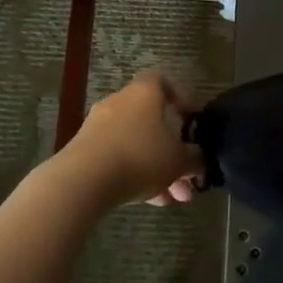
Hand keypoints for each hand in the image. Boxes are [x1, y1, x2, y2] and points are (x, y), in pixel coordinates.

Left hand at [61, 70, 204, 209]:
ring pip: (136, 144)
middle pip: (152, 121)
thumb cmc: (139, 157)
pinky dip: (134, 174)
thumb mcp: (178, 161)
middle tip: (187, 178)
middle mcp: (119, 103)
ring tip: (171, 199)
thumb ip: (195, 158)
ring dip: (156, 168)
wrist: (82, 181)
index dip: (180, 97)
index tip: (191, 121)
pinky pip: (117, 158)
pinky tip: (148, 201)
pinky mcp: (84, 150)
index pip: (163, 81)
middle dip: (172, 151)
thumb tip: (200, 159)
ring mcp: (98, 126)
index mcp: (144, 93)